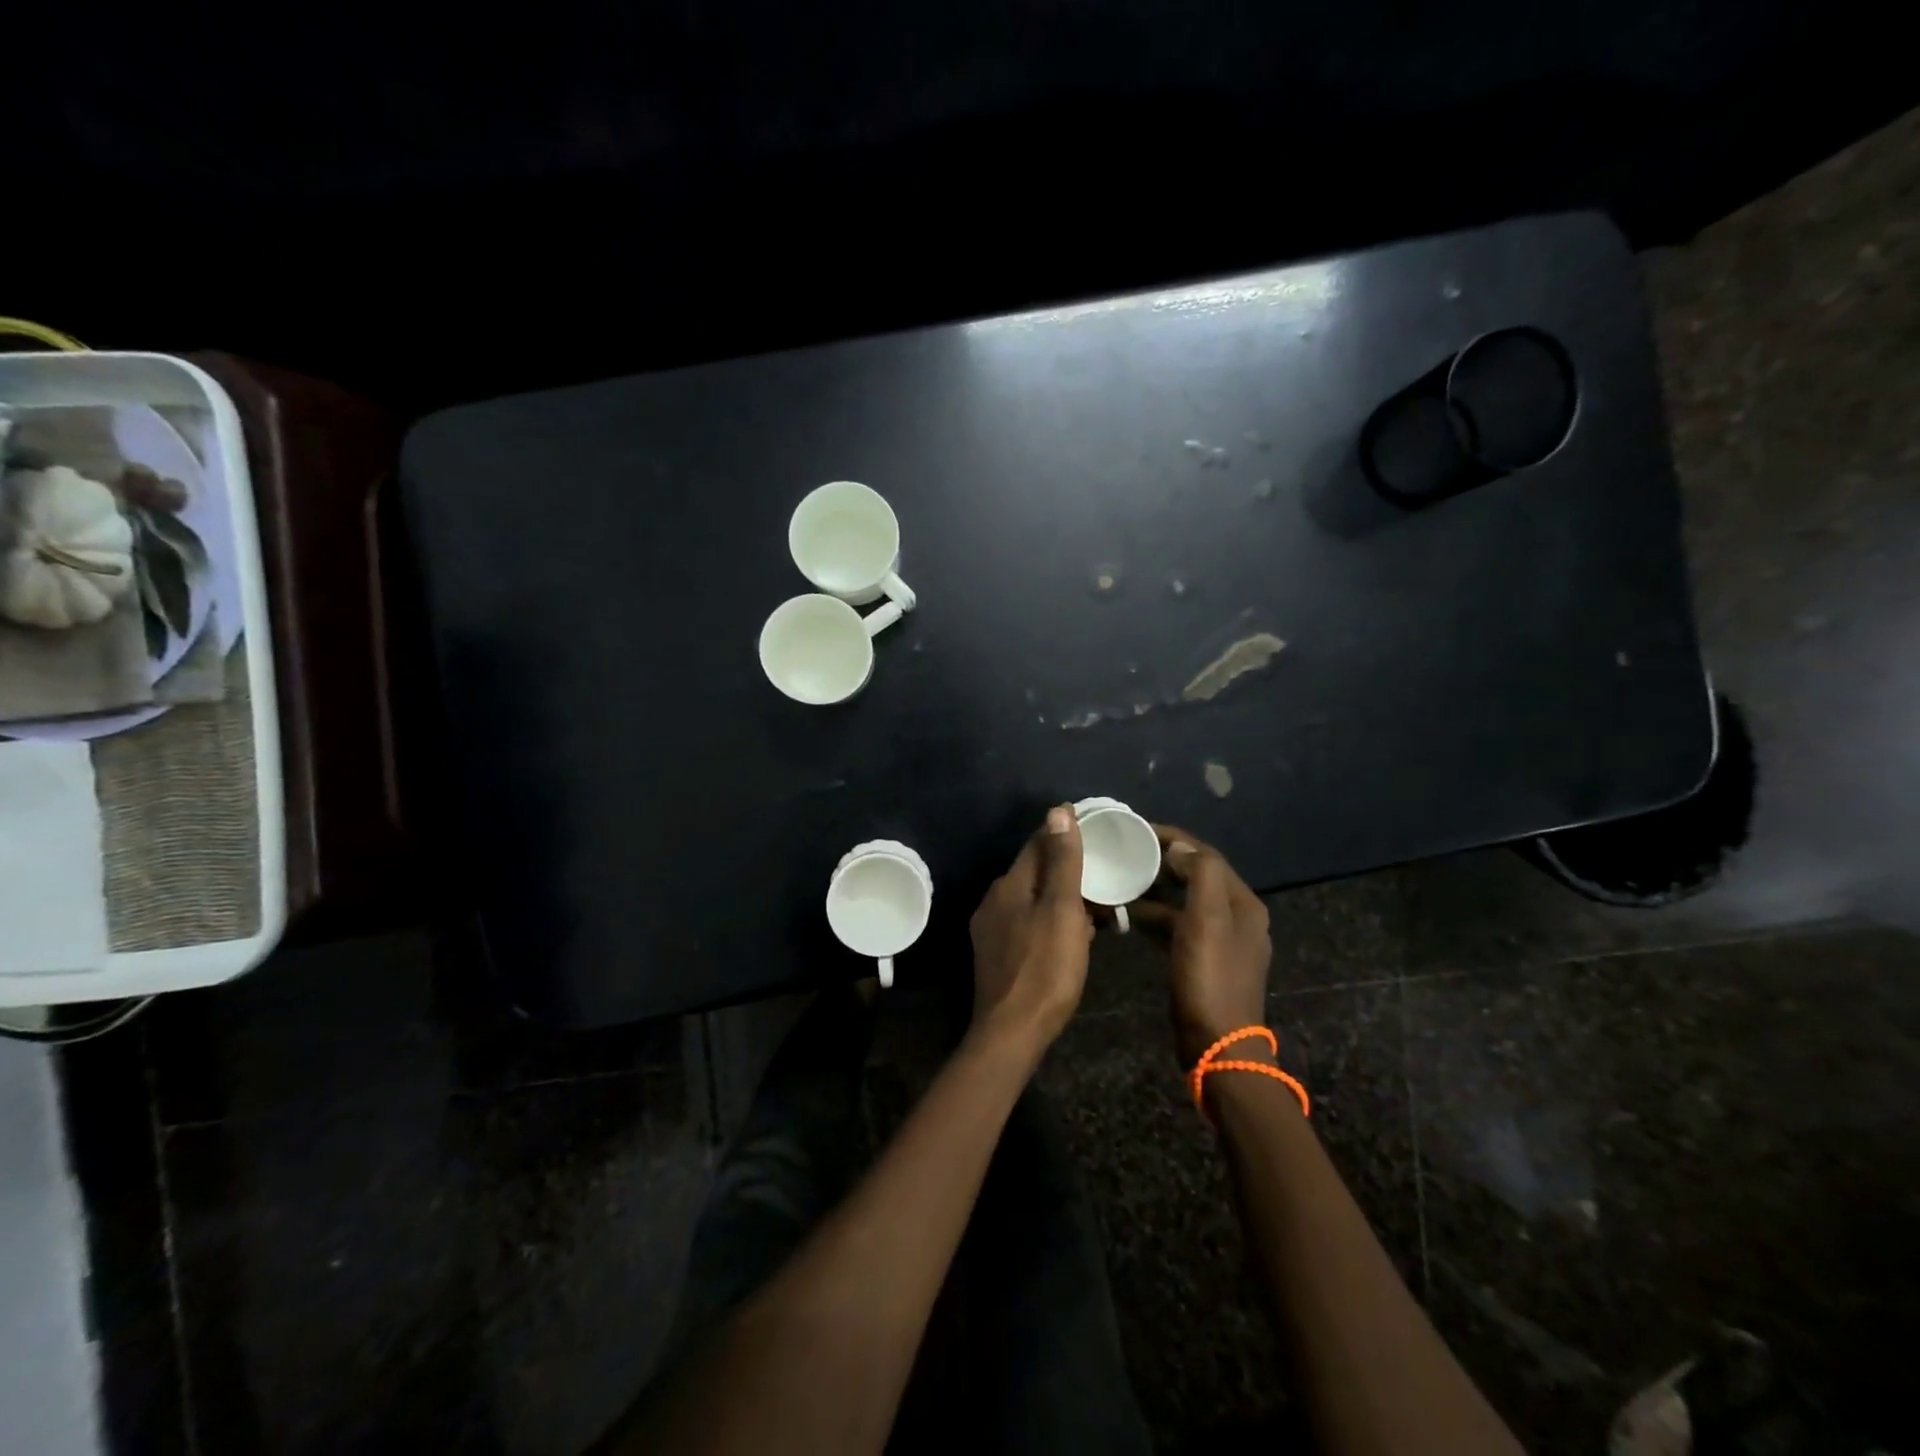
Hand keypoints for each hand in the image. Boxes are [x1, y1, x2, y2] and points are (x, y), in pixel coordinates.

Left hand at [968, 806, 1093, 1049]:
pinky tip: (1071, 935)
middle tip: (1102, 869)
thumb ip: (1062, 861)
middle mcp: (994, 900)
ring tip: (1095, 903)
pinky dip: (1050, 919)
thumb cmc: (1045, 968)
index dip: (1064, 833)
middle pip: (1034, 871)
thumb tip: (1058, 810)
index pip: (1037, 843)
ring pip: (1032, 899)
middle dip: (1065, 866)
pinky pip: (1028, 922)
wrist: (1012, 1032)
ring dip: (1060, 896)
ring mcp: (992, 929)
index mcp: (1010, 885)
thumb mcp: (1062, 910)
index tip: (1093, 829)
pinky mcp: (997, 954)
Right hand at [1132, 827, 1271, 1067]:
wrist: (1217, 1044)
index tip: (1137, 829)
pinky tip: (1128, 917)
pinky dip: (1155, 917)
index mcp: (1243, 903)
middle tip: (1125, 853)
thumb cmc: (1210, 977)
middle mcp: (1237, 917)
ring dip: (1155, 890)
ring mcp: (1221, 942)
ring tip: (1121, 881)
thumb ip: (1199, 874)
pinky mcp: (1203, 962)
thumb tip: (1179, 846)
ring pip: (1184, 902)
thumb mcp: (1207, 919)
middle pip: (1196, 876)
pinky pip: (1177, 926)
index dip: (1173, 838)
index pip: (1206, 855)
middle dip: (1162, 862)